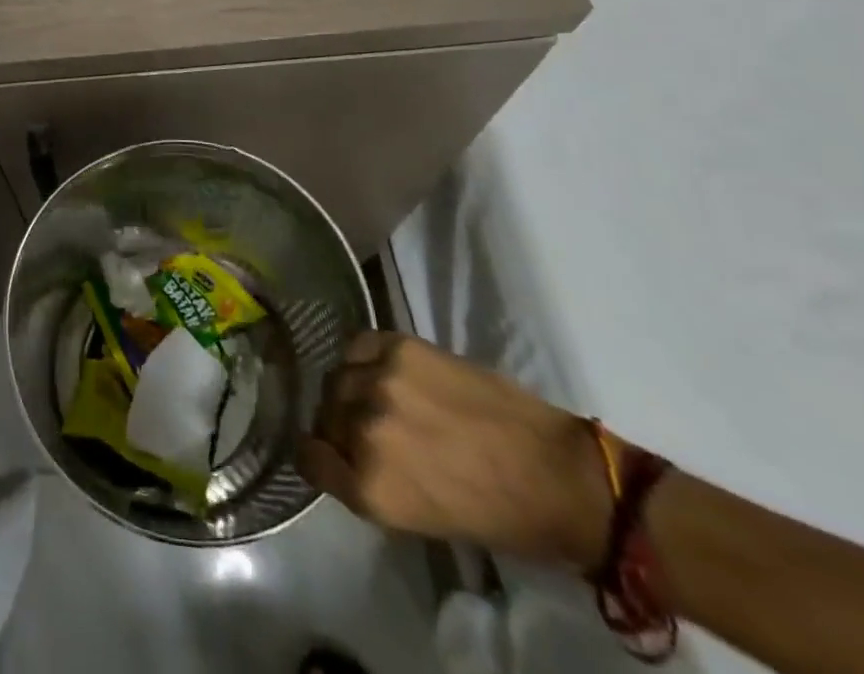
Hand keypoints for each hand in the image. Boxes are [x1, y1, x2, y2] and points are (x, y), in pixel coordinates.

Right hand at [299, 333, 611, 568]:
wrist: (556, 475)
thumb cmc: (494, 514)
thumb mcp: (413, 518)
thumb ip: (365, 480)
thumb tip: (339, 451)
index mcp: (368, 487)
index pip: (307, 456)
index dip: (320, 454)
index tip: (333, 452)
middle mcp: (363, 430)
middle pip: (324, 413)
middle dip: (339, 421)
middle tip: (369, 427)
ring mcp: (380, 382)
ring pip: (337, 377)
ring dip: (352, 387)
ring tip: (382, 396)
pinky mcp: (399, 347)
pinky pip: (358, 346)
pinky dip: (366, 358)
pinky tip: (389, 371)